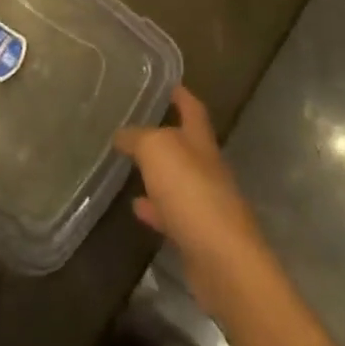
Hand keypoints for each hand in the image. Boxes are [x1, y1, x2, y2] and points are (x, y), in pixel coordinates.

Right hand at [115, 87, 270, 311]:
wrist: (223, 261)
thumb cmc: (191, 192)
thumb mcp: (157, 150)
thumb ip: (138, 138)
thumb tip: (121, 135)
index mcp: (200, 140)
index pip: (192, 108)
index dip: (181, 95)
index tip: (168, 84)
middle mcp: (206, 167)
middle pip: (185, 144)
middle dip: (165, 134)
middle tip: (136, 126)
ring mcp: (203, 202)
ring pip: (176, 179)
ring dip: (156, 173)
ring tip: (129, 166)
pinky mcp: (197, 235)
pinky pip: (170, 213)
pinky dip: (154, 208)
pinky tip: (135, 207)